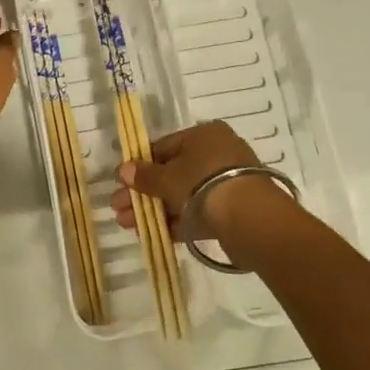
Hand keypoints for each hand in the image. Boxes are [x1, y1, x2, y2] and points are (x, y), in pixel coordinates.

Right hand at [112, 121, 274, 235]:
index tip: (121, 183)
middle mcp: (218, 154)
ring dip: (155, 209)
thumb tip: (123, 169)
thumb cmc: (203, 183)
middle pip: (172, 173)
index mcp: (204, 135)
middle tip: (119, 208)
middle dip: (143, 192)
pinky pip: (198, 212)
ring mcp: (227, 183)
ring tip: (127, 225)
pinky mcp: (234, 210)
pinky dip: (177, 221)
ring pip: (183, 194)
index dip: (140, 165)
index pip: (164, 147)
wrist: (251, 219)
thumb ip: (144, 175)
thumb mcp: (167, 178)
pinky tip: (154, 233)